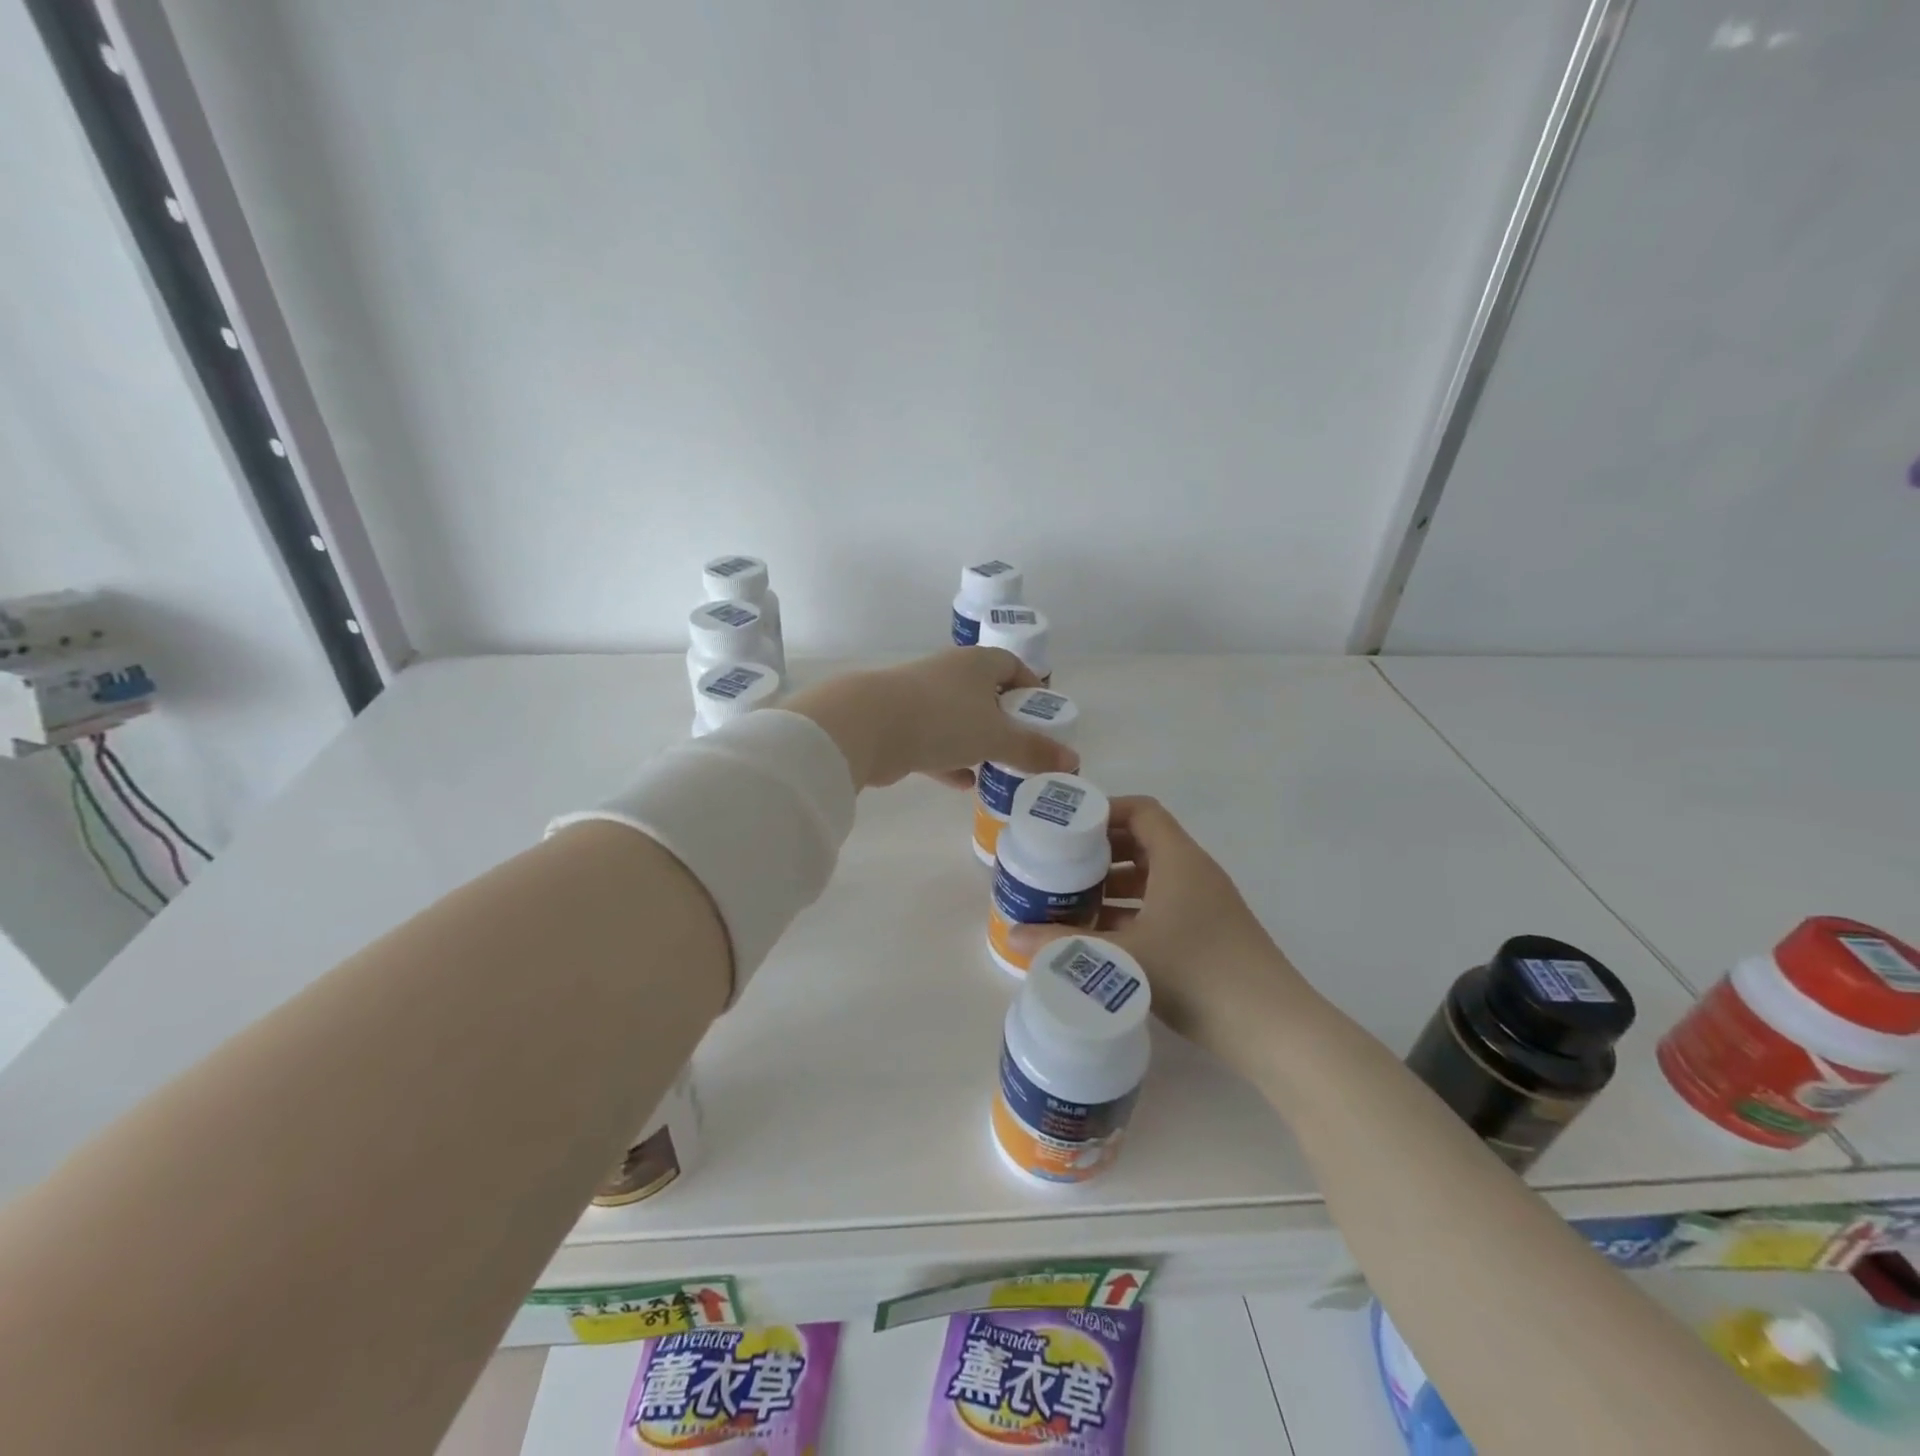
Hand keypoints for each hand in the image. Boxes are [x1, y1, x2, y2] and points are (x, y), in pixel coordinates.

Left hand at [788, 648, 1079, 789]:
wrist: (866, 726)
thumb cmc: (942, 719)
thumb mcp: (996, 736)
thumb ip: (1033, 750)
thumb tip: (1073, 761)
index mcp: (975, 664)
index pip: (1011, 666)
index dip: (1031, 687)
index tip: (1044, 713)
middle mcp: (948, 675)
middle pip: (985, 694)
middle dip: (1005, 720)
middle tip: (1025, 747)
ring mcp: (920, 699)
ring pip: (958, 721)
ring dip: (977, 743)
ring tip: (1000, 768)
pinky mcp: (899, 726)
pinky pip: (934, 744)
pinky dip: (950, 761)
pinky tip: (965, 784)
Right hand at [1008, 796, 1312, 1073]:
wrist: (1273, 1030)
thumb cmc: (1196, 973)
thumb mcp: (1123, 956)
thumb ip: (1065, 943)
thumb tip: (1012, 935)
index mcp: (1179, 859)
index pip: (1141, 811)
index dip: (1104, 812)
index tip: (1067, 830)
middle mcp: (1194, 873)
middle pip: (1142, 844)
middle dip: (1099, 854)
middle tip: (1060, 868)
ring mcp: (1206, 905)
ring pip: (1152, 880)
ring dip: (1113, 887)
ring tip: (1072, 905)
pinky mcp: (1209, 936)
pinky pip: (1163, 908)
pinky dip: (1132, 914)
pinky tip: (1103, 940)